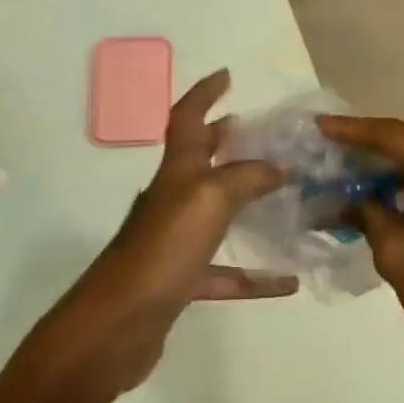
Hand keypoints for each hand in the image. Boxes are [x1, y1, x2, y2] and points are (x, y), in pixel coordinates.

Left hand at [31, 71, 293, 402]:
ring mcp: (173, 242)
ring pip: (215, 213)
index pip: (187, 118)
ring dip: (246, 202)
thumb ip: (247, 178)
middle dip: (226, 141)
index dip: (205, 93)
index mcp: (176, 172)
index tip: (227, 75)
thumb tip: (279, 167)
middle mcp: (172, 200)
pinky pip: (224, 274)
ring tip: (282, 194)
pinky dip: (254, 276)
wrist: (116, 326)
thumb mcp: (209, 200)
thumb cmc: (162, 250)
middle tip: (261, 133)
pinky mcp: (179, 282)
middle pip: (199, 161)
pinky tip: (287, 282)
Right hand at [317, 116, 403, 377]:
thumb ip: (370, 214)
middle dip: (372, 149)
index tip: (320, 127)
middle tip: (332, 152)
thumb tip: (352, 200)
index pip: (394, 137)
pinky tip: (387, 194)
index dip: (353, 131)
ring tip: (352, 175)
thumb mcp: (397, 253)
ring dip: (394, 169)